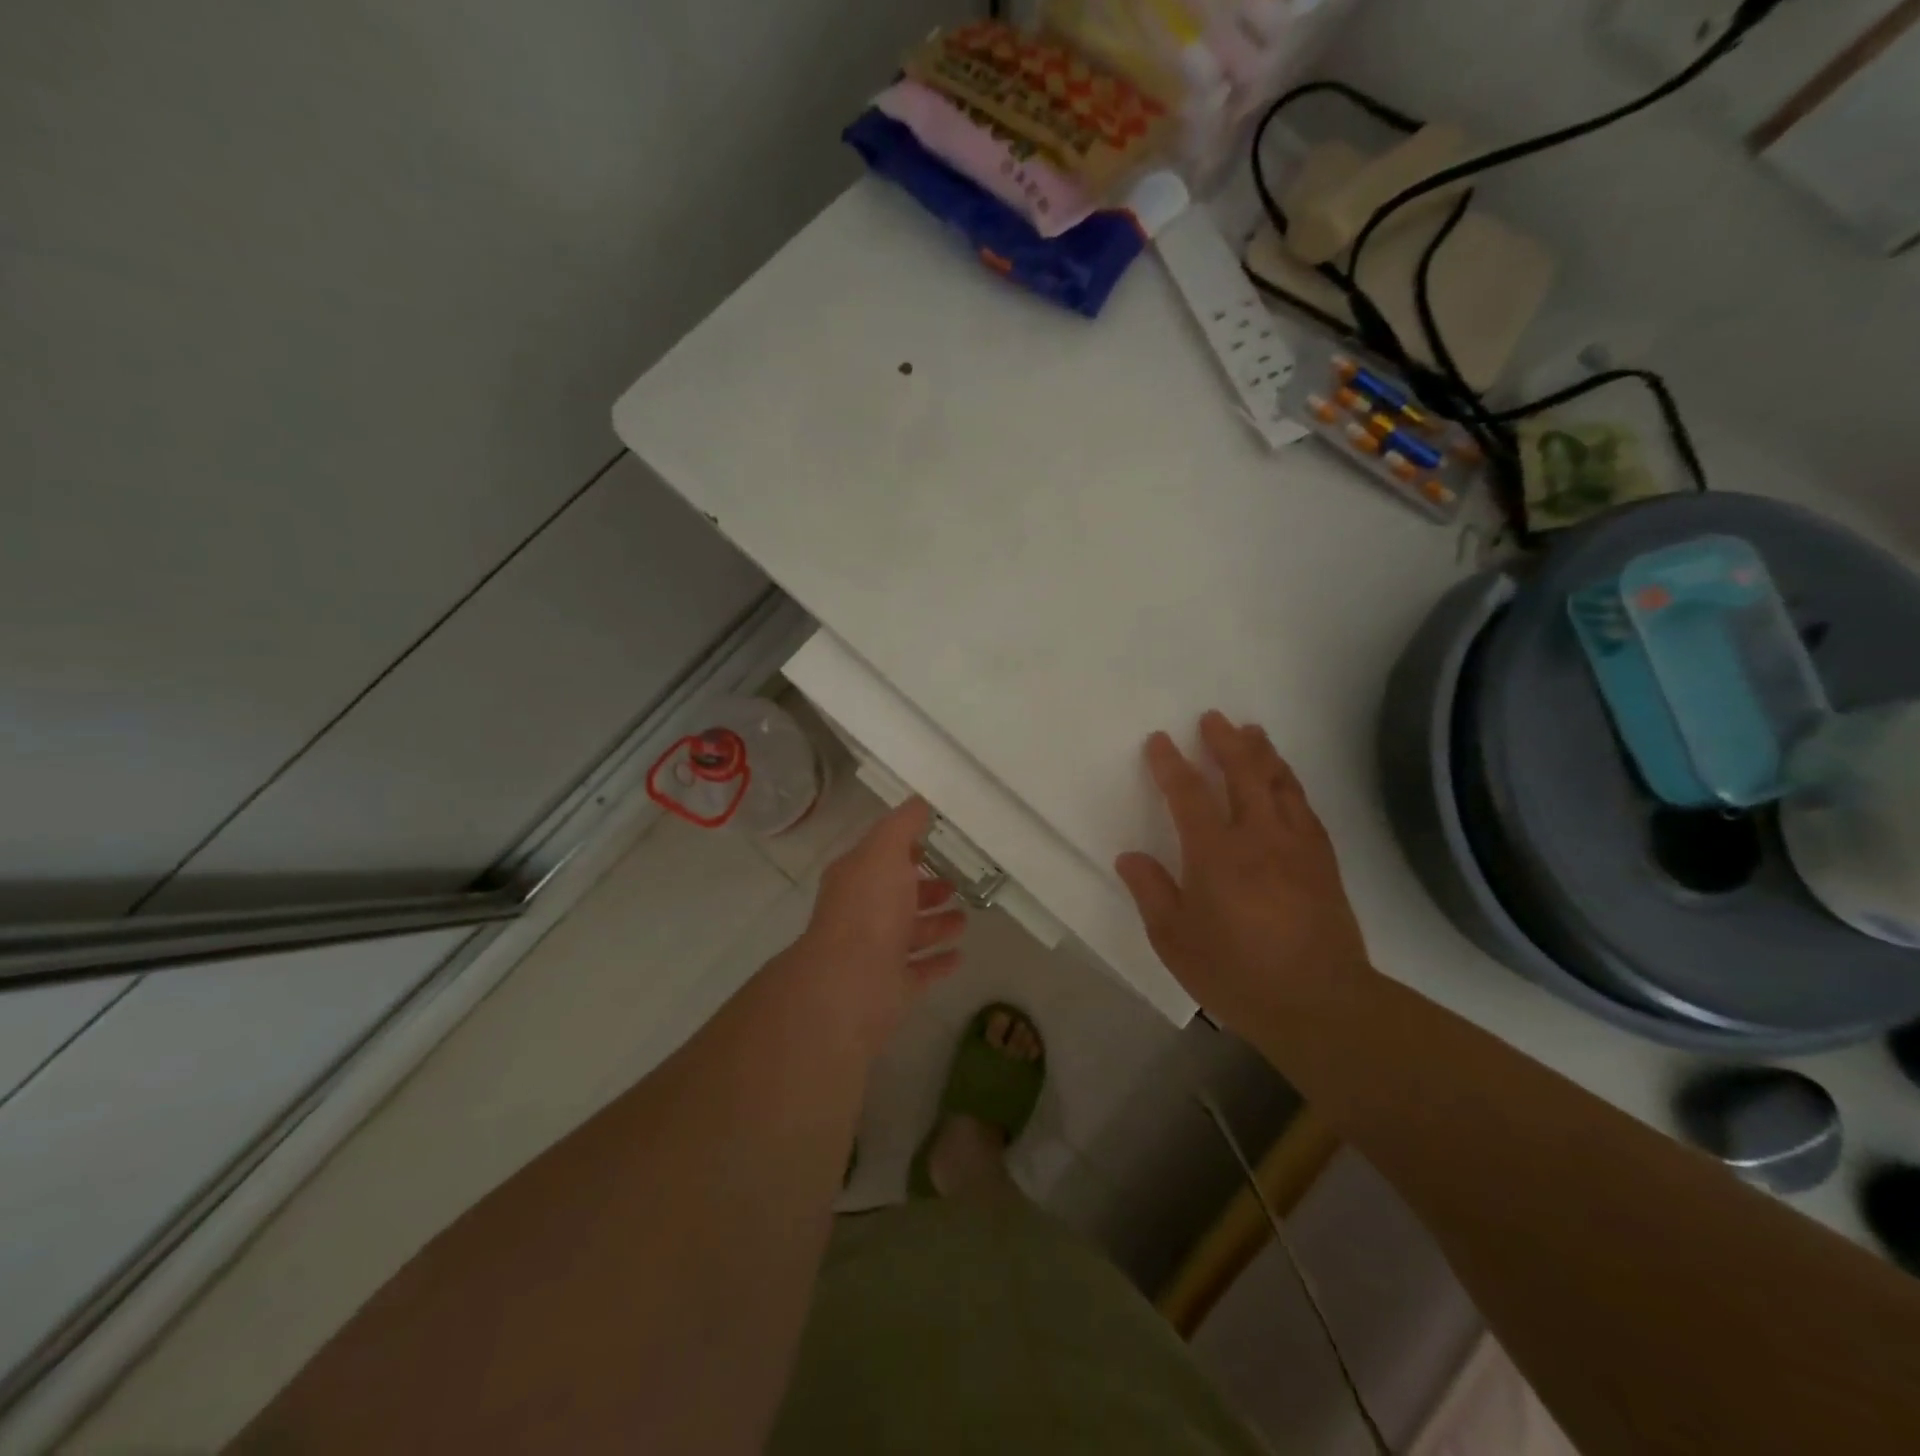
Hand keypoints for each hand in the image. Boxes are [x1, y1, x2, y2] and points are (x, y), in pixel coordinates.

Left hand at [790, 798, 966, 1052]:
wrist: (852, 982)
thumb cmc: (869, 908)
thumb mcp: (885, 851)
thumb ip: (903, 825)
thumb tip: (919, 800)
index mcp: (855, 879)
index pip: (880, 858)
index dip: (904, 850)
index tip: (934, 843)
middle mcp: (861, 914)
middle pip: (896, 898)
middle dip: (924, 889)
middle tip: (956, 884)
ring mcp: (876, 953)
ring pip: (909, 934)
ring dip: (935, 925)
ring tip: (964, 919)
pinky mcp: (892, 987)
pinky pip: (920, 971)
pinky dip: (938, 962)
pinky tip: (960, 956)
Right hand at [1115, 711, 1370, 1036]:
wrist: (1320, 1004)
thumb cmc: (1237, 974)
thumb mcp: (1176, 941)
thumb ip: (1152, 893)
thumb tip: (1130, 856)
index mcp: (1216, 854)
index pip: (1188, 794)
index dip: (1170, 764)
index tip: (1160, 740)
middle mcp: (1258, 837)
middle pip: (1242, 773)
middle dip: (1224, 741)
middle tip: (1213, 718)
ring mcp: (1297, 846)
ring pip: (1280, 783)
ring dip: (1263, 753)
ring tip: (1252, 732)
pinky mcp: (1323, 861)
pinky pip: (1305, 807)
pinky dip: (1291, 784)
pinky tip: (1286, 781)